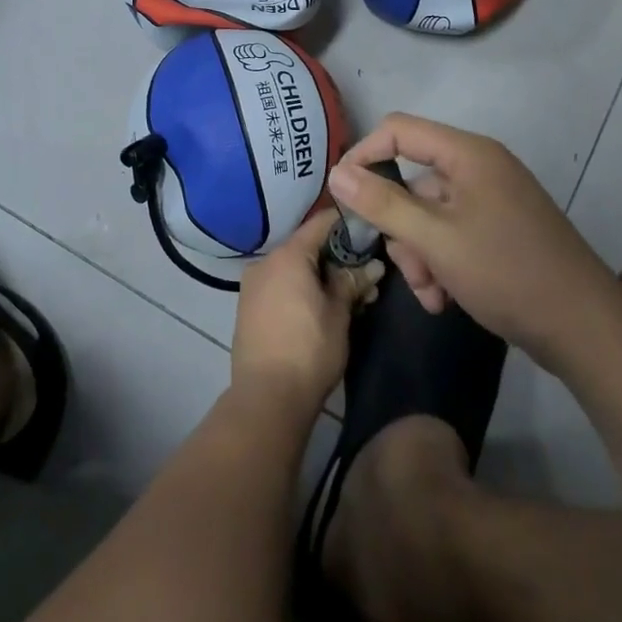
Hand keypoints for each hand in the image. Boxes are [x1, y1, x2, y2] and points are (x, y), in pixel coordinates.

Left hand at [230, 208, 383, 413]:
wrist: (266, 398)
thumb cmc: (309, 349)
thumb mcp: (339, 313)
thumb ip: (352, 282)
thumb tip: (373, 265)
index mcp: (287, 255)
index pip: (321, 223)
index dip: (346, 223)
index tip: (369, 227)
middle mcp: (265, 262)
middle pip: (306, 248)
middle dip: (337, 259)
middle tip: (366, 275)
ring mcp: (252, 285)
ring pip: (293, 269)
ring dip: (320, 278)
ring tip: (350, 298)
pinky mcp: (248, 308)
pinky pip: (280, 286)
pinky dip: (301, 290)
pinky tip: (322, 309)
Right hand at [328, 114, 608, 360]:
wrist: (584, 328)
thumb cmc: (506, 272)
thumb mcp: (435, 239)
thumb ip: (383, 203)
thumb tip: (336, 173)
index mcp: (467, 154)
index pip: (398, 130)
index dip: (365, 155)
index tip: (343, 196)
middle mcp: (479, 168)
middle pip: (413, 181)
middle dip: (401, 228)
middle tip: (406, 269)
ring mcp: (492, 200)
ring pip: (429, 215)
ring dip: (420, 255)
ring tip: (432, 294)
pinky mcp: (500, 229)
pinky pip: (452, 233)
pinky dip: (441, 262)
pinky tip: (445, 298)